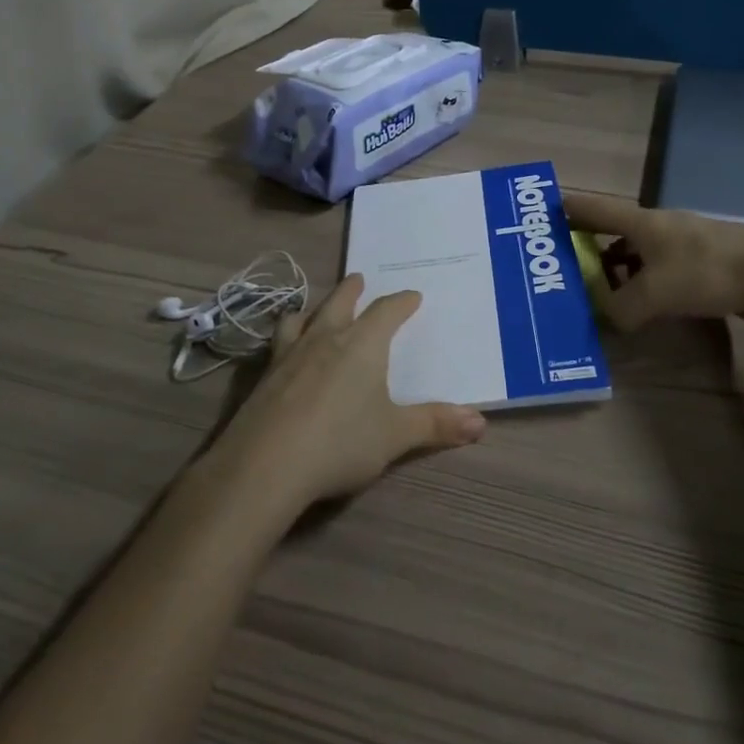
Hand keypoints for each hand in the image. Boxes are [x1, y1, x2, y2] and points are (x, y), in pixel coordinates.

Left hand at [213, 274, 485, 512]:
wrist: (265, 465)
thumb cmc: (340, 443)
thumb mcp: (395, 436)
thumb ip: (435, 425)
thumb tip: (480, 421)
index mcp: (362, 344)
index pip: (387, 311)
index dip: (402, 302)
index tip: (412, 296)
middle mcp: (325, 338)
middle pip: (340, 302)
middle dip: (353, 290)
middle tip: (359, 279)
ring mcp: (289, 354)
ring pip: (302, 317)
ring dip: (314, 308)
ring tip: (315, 308)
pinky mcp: (262, 376)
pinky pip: (277, 342)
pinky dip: (286, 335)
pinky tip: (282, 351)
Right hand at [562, 192, 743, 330]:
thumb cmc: (709, 271)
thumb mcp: (655, 292)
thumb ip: (622, 307)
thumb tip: (607, 317)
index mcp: (642, 223)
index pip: (594, 209)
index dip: (567, 210)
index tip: (540, 214)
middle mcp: (658, 229)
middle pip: (613, 234)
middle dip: (587, 249)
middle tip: (563, 269)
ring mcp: (682, 247)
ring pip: (637, 257)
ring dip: (616, 273)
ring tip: (596, 295)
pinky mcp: (701, 268)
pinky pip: (659, 275)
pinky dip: (642, 287)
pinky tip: (639, 308)